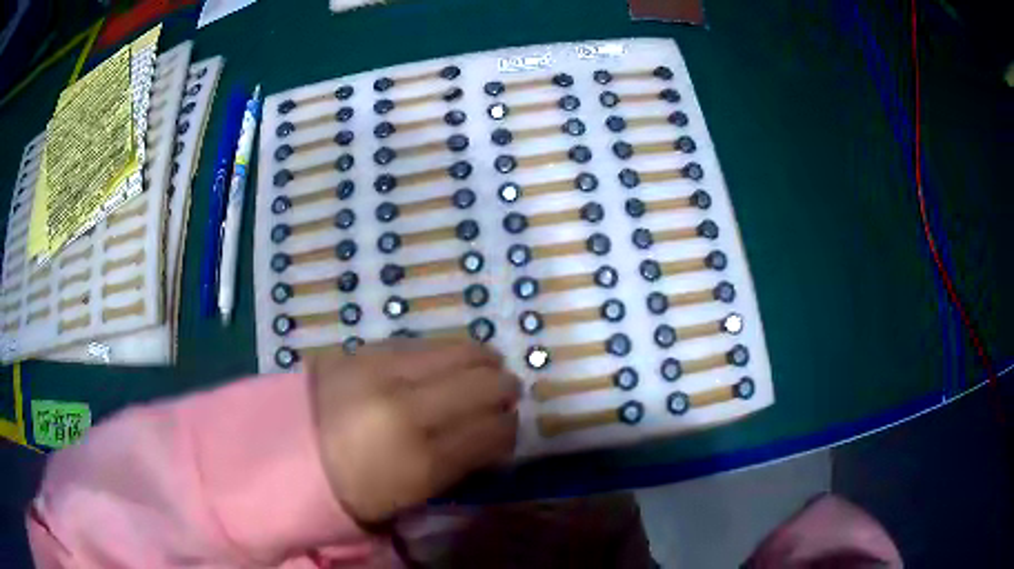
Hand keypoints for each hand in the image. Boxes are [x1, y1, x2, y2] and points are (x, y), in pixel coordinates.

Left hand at [308, 338, 519, 523]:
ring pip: (456, 350)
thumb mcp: (410, 498)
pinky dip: (444, 351)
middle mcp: (406, 409)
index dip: (510, 428)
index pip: (492, 431)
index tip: (509, 428)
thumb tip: (490, 436)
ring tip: (485, 368)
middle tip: (505, 394)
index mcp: (420, 460)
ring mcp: (380, 372)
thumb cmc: (349, 490)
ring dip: (480, 360)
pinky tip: (447, 358)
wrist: (280, 454)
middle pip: (482, 383)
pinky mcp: (360, 351)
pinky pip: (420, 342)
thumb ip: (457, 466)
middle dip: (504, 388)